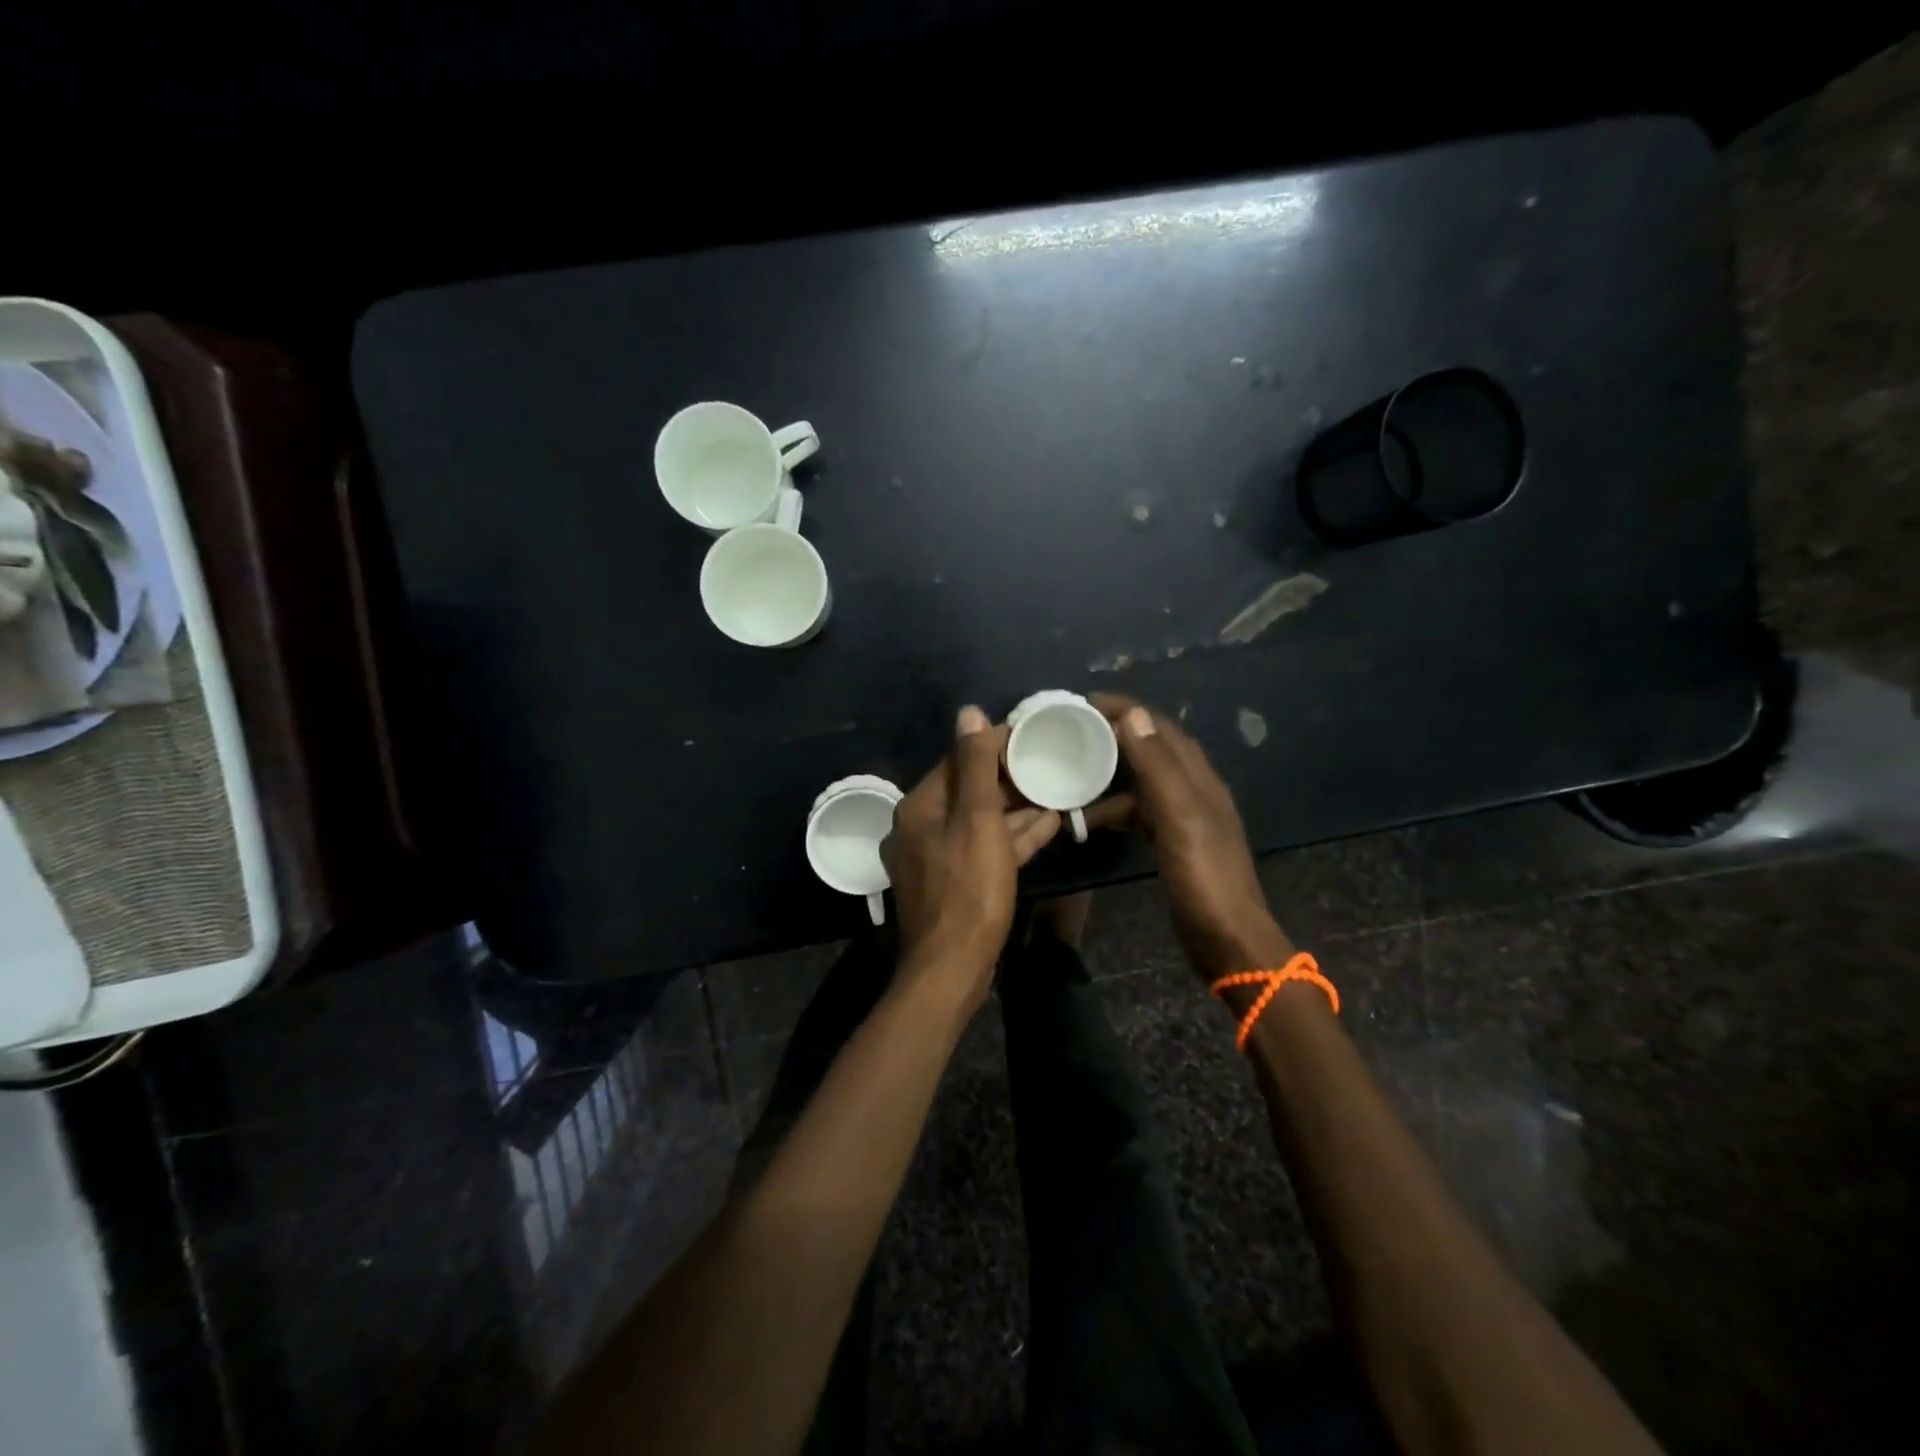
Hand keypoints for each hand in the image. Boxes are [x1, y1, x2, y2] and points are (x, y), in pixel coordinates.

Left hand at [881, 705, 1061, 1007]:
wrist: (952, 969)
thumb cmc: (968, 890)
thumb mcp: (977, 821)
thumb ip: (974, 766)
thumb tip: (968, 712)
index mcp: (919, 807)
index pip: (959, 760)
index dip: (995, 745)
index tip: (1032, 735)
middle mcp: (921, 827)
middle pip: (970, 790)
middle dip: (1010, 778)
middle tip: (1051, 762)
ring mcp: (937, 857)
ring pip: (981, 821)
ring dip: (1018, 808)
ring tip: (1058, 790)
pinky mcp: (955, 881)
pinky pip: (985, 848)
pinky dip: (1013, 837)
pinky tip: (1048, 824)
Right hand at [1085, 695, 1292, 979]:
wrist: (1228, 939)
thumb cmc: (1203, 876)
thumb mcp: (1179, 816)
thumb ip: (1157, 766)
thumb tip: (1133, 713)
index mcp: (1198, 777)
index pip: (1158, 727)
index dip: (1124, 709)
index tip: (1083, 702)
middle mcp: (1194, 789)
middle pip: (1151, 749)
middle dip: (1114, 735)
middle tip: (1072, 732)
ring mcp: (1186, 817)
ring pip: (1143, 783)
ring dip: (1111, 775)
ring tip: (1073, 776)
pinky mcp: (1176, 843)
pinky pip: (1141, 812)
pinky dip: (1116, 809)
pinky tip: (1092, 820)